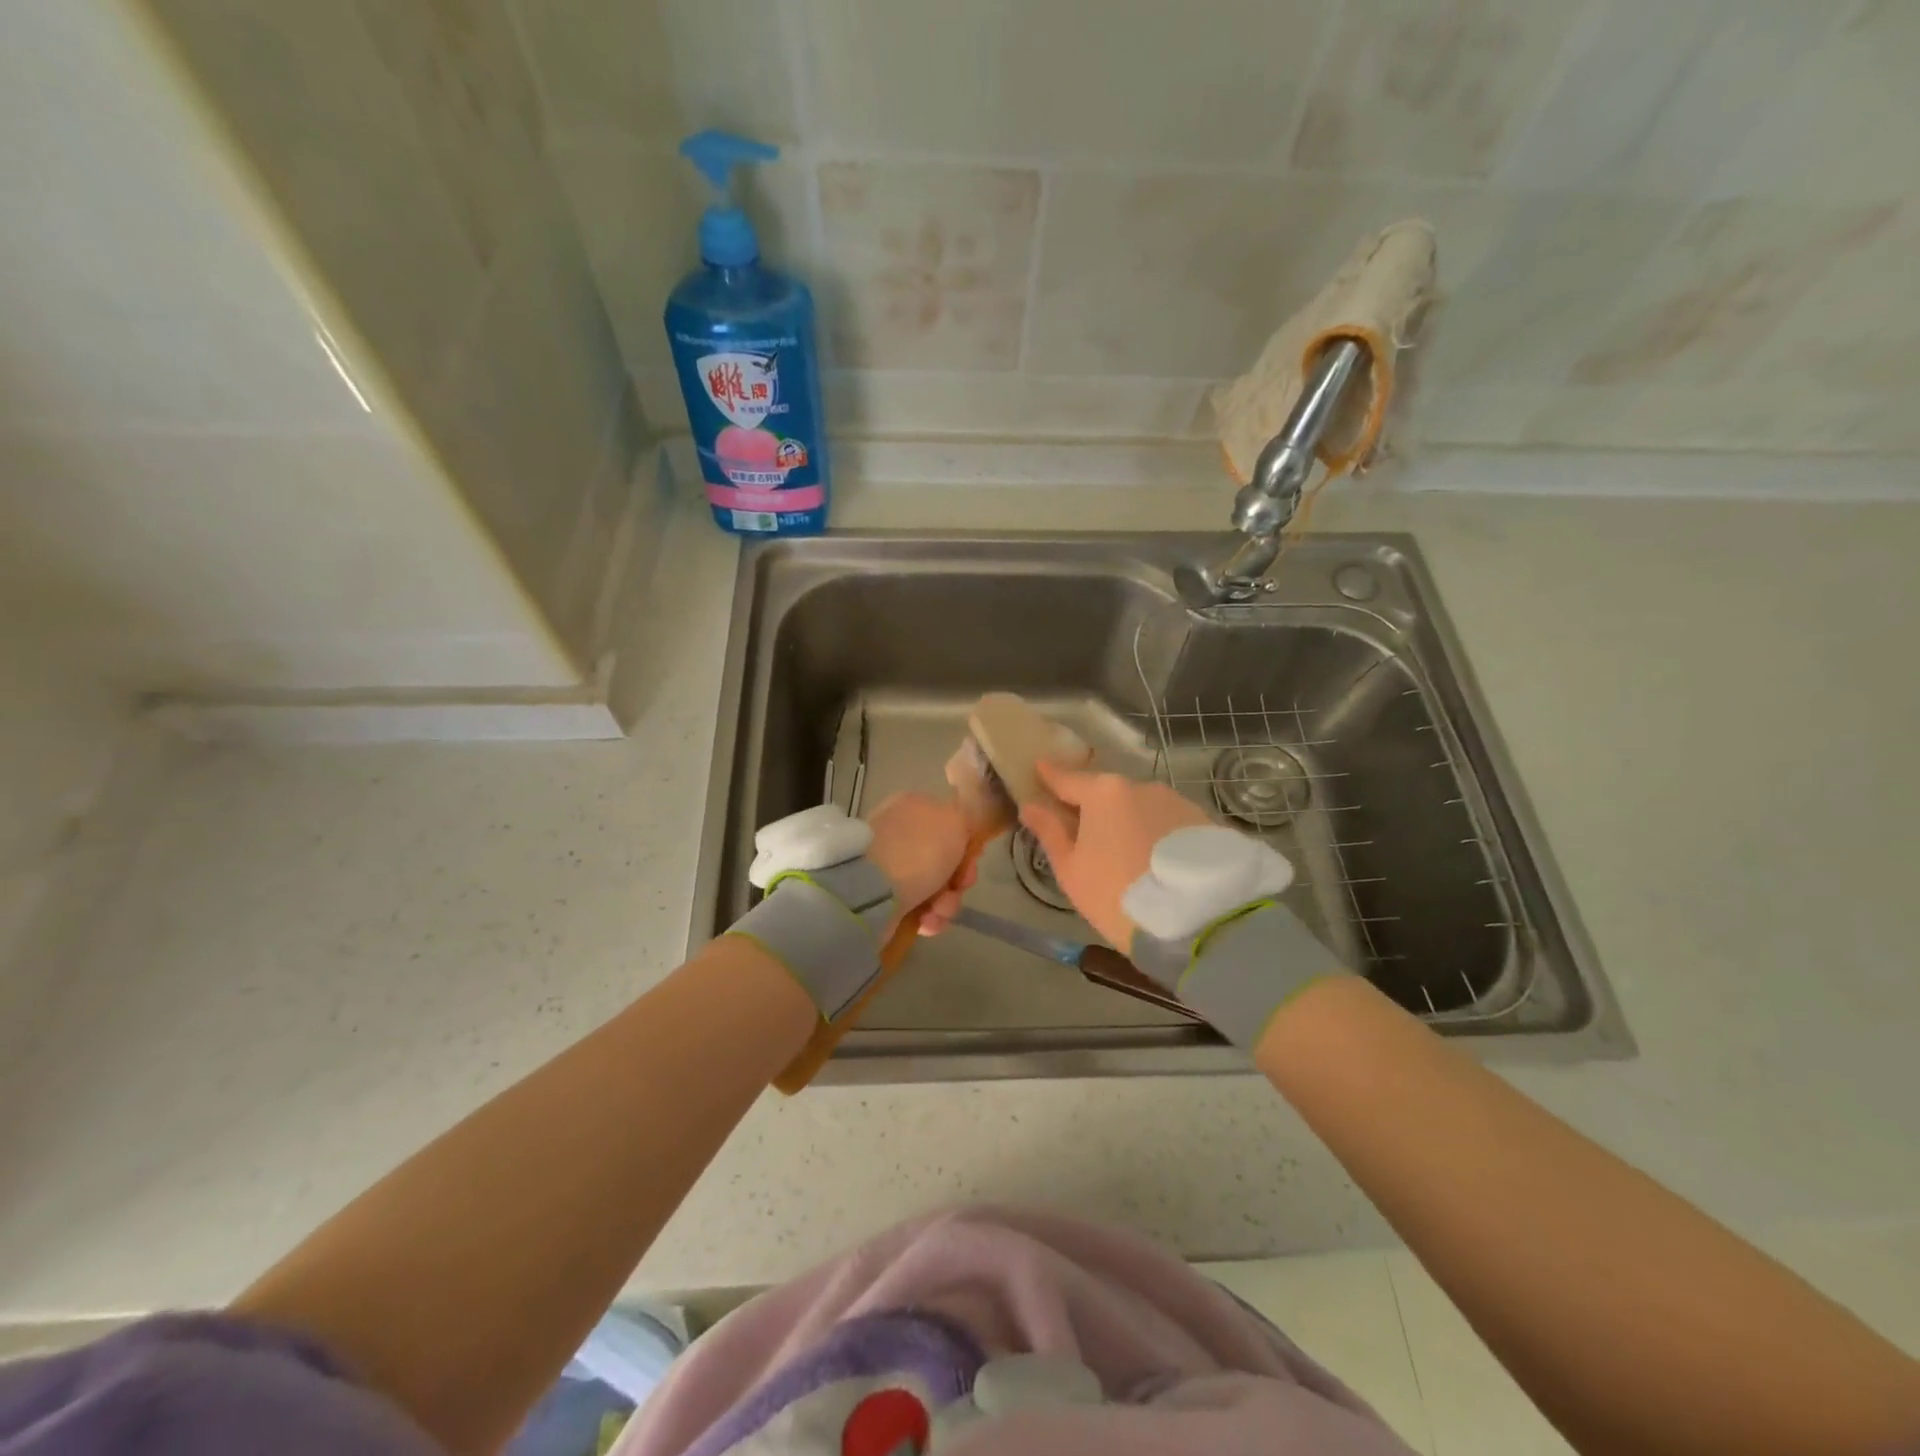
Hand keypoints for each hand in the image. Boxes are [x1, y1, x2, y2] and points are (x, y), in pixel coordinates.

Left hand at [864, 792, 976, 935]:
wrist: (872, 890)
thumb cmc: (919, 850)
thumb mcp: (955, 820)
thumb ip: (966, 819)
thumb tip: (961, 829)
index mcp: (913, 807)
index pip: (949, 825)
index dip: (967, 845)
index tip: (972, 860)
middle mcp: (899, 834)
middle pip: (944, 860)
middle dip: (957, 880)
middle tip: (957, 888)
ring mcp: (889, 867)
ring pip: (935, 888)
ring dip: (946, 903)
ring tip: (937, 912)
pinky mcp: (882, 898)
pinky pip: (918, 909)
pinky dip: (928, 918)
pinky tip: (926, 923)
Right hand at [1018, 760, 1211, 949]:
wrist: (1198, 921)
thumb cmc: (1118, 896)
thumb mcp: (1072, 870)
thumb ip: (1050, 832)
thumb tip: (1030, 805)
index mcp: (1103, 793)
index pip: (1068, 779)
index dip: (1050, 776)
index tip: (1039, 768)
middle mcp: (1141, 786)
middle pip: (1107, 793)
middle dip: (1094, 807)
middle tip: (1084, 832)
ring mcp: (1177, 802)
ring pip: (1141, 807)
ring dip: (1129, 822)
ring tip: (1126, 855)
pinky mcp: (1204, 821)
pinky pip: (1168, 823)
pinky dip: (1156, 835)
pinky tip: (1156, 861)